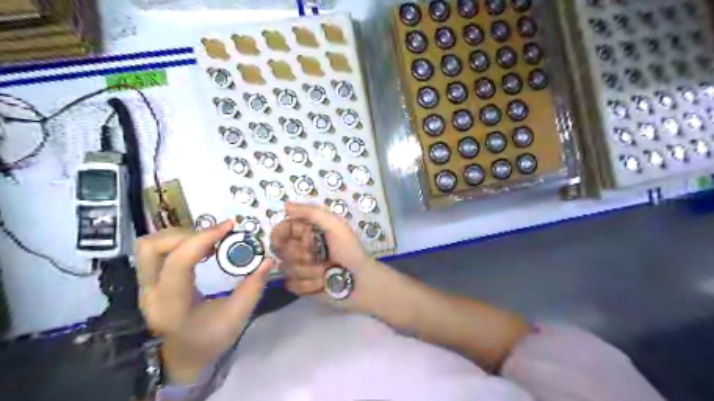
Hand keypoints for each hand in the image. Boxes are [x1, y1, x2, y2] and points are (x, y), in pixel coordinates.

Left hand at [134, 220, 271, 349]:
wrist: (181, 356)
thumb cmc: (209, 339)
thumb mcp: (237, 317)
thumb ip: (253, 288)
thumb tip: (268, 260)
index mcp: (172, 306)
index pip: (179, 262)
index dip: (203, 238)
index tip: (228, 227)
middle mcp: (151, 293)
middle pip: (153, 247)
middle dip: (187, 234)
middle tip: (215, 236)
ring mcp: (145, 286)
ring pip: (149, 245)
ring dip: (180, 236)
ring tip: (208, 241)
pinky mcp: (148, 281)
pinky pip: (155, 250)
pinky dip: (178, 241)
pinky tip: (200, 248)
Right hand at [271, 203, 373, 295]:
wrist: (361, 281)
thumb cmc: (350, 251)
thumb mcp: (335, 226)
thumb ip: (311, 213)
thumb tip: (286, 205)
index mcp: (307, 231)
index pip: (280, 230)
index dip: (287, 236)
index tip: (306, 240)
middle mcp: (300, 247)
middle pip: (281, 251)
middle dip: (302, 255)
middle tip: (321, 257)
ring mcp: (299, 267)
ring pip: (286, 269)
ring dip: (310, 271)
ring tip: (327, 271)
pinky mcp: (301, 286)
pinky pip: (292, 285)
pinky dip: (309, 285)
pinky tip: (323, 284)